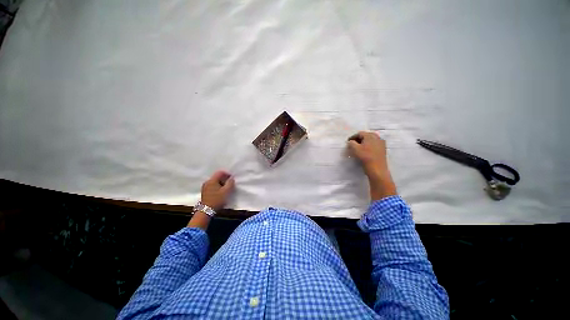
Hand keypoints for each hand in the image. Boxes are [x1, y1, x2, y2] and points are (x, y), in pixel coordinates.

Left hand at [201, 170, 234, 210]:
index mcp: (212, 180)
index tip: (232, 178)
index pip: (220, 172)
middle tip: (230, 183)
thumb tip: (231, 178)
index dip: (227, 174)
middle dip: (224, 179)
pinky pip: (212, 185)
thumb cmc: (217, 200)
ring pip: (215, 181)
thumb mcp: (226, 191)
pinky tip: (221, 192)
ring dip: (221, 183)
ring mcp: (205, 187)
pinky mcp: (205, 192)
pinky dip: (217, 186)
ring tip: (226, 188)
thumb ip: (230, 183)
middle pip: (217, 176)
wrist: (206, 211)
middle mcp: (207, 182)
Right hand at [348, 131, 396, 199]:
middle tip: (352, 144)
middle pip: (366, 136)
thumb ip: (351, 143)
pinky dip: (368, 146)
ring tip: (358, 148)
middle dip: (358, 139)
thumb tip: (351, 141)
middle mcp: (377, 137)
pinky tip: (365, 151)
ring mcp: (381, 143)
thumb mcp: (355, 149)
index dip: (352, 137)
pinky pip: (374, 144)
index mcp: (370, 136)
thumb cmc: (365, 157)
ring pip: (370, 140)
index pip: (359, 133)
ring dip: (364, 142)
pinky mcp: (383, 149)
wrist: (377, 169)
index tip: (348, 142)